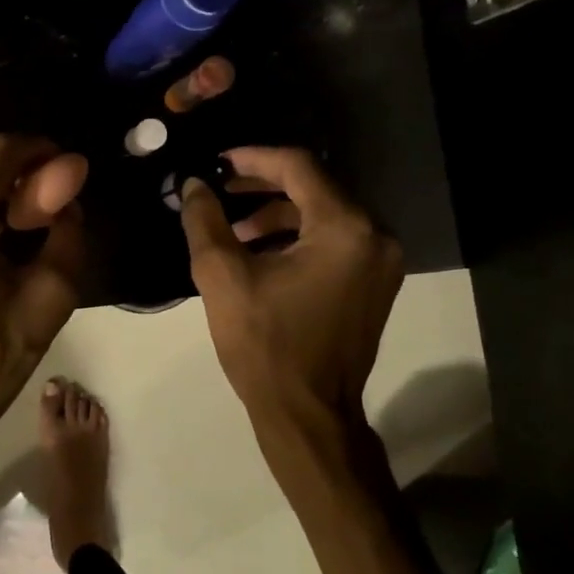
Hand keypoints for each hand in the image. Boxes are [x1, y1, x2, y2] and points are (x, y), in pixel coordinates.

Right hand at [180, 147, 403, 431]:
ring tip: (232, 230)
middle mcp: (375, 236)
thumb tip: (194, 184)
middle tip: (219, 191)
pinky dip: (297, 238)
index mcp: (345, 229)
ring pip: (324, 215)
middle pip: (314, 189)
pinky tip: (259, 254)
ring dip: (277, 216)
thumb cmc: (265, 344)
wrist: (308, 415)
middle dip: (262, 187)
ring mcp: (380, 263)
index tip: (216, 163)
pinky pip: (334, 242)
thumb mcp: (223, 277)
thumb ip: (205, 220)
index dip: (252, 158)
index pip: (298, 168)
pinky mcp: (374, 284)